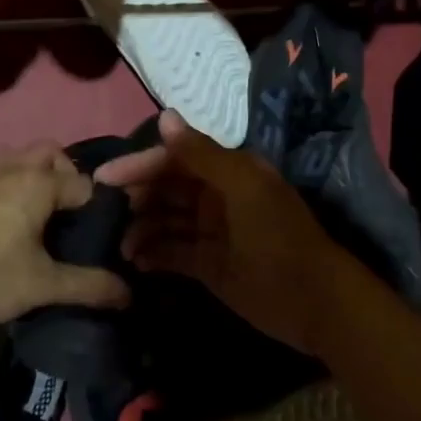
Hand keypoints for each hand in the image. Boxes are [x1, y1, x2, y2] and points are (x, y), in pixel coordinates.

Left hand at [0, 143, 130, 329]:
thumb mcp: (41, 285)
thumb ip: (88, 286)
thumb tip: (130, 294)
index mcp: (39, 182)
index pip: (86, 185)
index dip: (100, 210)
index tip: (103, 238)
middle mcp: (14, 167)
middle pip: (52, 154)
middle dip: (68, 176)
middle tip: (71, 217)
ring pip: (22, 159)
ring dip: (38, 177)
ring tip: (43, 219)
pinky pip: (1, 173)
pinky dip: (14, 185)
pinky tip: (9, 224)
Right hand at [99, 110, 352, 353]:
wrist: (316, 304)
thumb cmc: (278, 237)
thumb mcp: (242, 188)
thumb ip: (201, 154)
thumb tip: (164, 117)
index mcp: (226, 170)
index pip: (174, 158)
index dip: (140, 164)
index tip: (104, 178)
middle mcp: (216, 195)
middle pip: (166, 188)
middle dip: (137, 197)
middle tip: (105, 213)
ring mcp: (211, 231)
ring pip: (166, 220)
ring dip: (141, 228)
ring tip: (120, 244)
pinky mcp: (209, 265)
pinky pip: (173, 252)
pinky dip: (154, 254)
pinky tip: (136, 262)